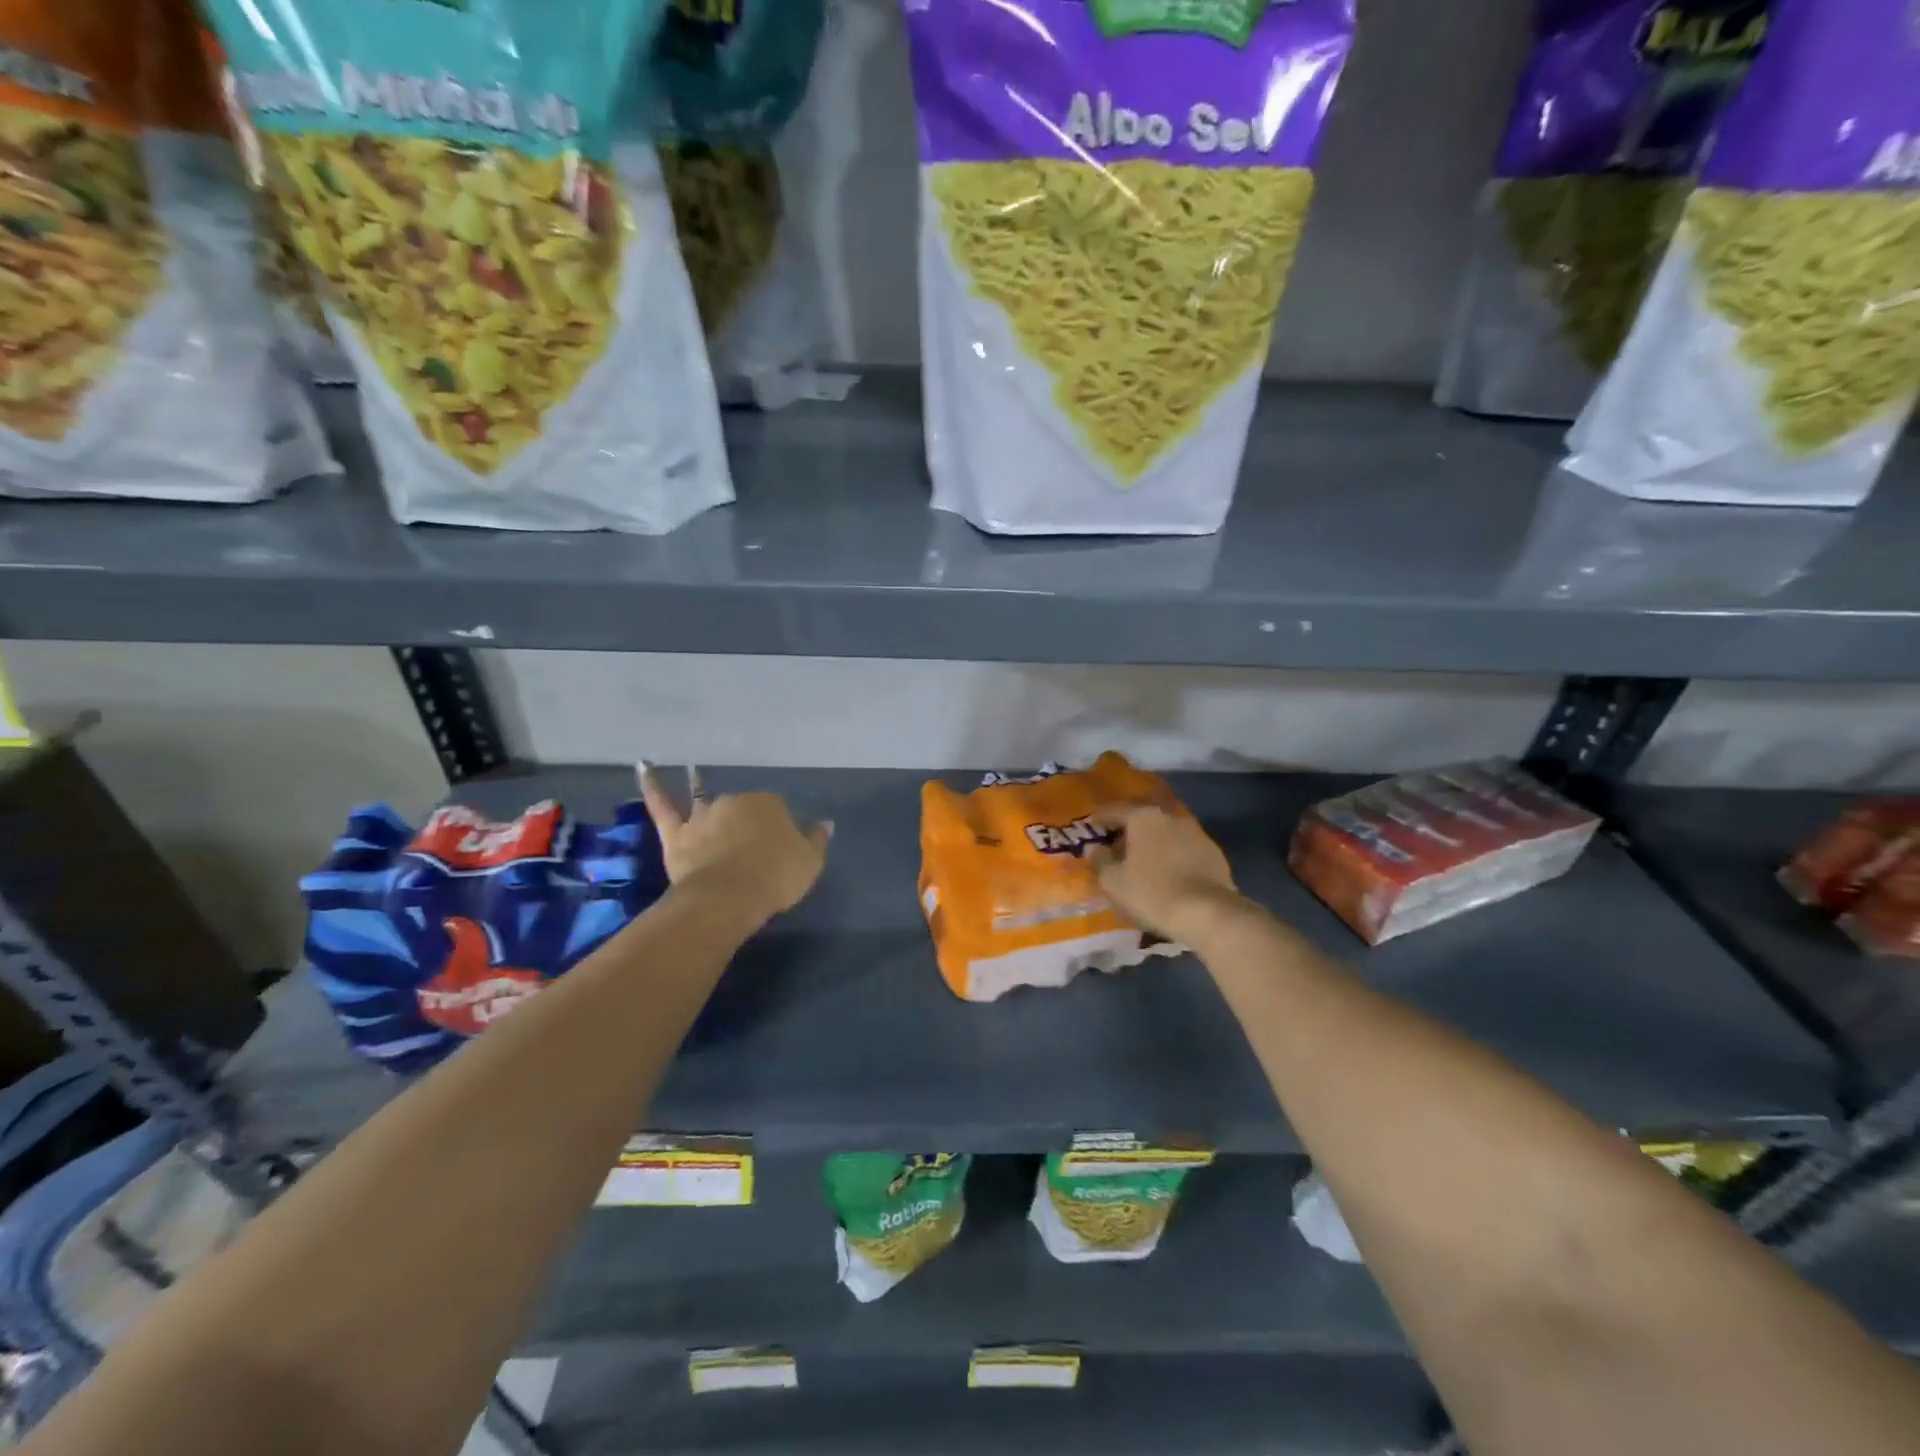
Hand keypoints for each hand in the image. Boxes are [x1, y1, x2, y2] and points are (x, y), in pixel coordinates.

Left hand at [639, 764, 831, 923]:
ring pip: (703, 796)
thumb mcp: (809, 862)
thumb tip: (825, 823)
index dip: (777, 826)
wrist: (728, 898)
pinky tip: (643, 766)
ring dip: (699, 783)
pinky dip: (652, 785)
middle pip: (741, 805)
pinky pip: (662, 806)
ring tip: (695, 769)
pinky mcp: (676, 833)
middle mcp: (734, 801)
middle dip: (744, 816)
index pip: (776, 809)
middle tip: (747, 838)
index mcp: (769, 804)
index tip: (778, 844)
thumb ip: (816, 840)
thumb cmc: (775, 877)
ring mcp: (702, 815)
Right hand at [1087, 804, 1241, 943]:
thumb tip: (1094, 848)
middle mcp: (1171, 817)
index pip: (1114, 810)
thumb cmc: (1152, 892)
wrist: (1208, 914)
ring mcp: (1196, 833)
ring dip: (1152, 843)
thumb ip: (1099, 861)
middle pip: (1142, 818)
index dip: (1099, 819)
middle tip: (1115, 846)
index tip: (1091, 827)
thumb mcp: (1113, 881)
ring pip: (1165, 833)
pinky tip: (1167, 873)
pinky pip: (1183, 849)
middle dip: (1128, 830)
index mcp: (1143, 817)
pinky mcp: (1214, 853)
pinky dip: (1171, 856)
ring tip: (1142, 862)